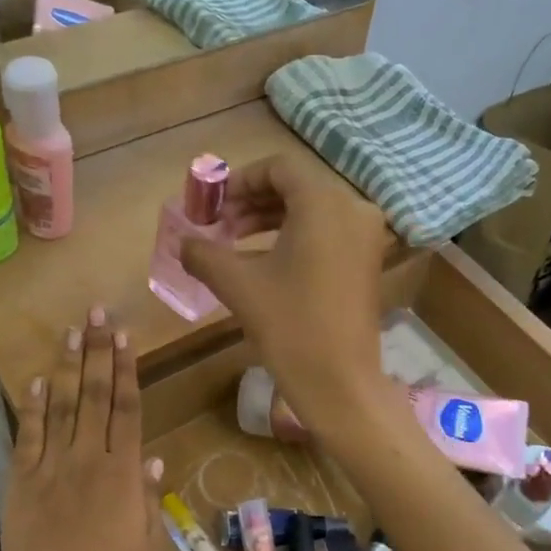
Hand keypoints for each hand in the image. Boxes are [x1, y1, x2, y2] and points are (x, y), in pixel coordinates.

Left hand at [0, 307, 163, 550]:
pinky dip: (32, 407)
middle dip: (97, 351)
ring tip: (70, 331)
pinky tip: (37, 381)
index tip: (124, 336)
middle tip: (96, 313)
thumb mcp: (148, 550)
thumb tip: (153, 461)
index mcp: (122, 475)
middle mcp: (87, 461)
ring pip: (62, 407)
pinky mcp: (22, 484)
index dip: (126, 369)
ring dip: (67, 366)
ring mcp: (50, 470)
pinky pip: (27, 437)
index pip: (127, 409)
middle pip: (95, 396)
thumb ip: (149, 502)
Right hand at [179, 154, 398, 447]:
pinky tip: (264, 260)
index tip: (213, 204)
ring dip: (270, 219)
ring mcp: (366, 236)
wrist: (339, 381)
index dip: (240, 180)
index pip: (279, 168)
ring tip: (234, 242)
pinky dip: (294, 236)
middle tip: (219, 225)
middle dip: (252, 202)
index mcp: (325, 204)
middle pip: (297, 187)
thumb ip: (204, 254)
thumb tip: (182, 243)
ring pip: (312, 210)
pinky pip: (327, 232)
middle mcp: (353, 209)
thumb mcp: (238, 284)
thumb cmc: (289, 324)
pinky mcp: (367, 261)